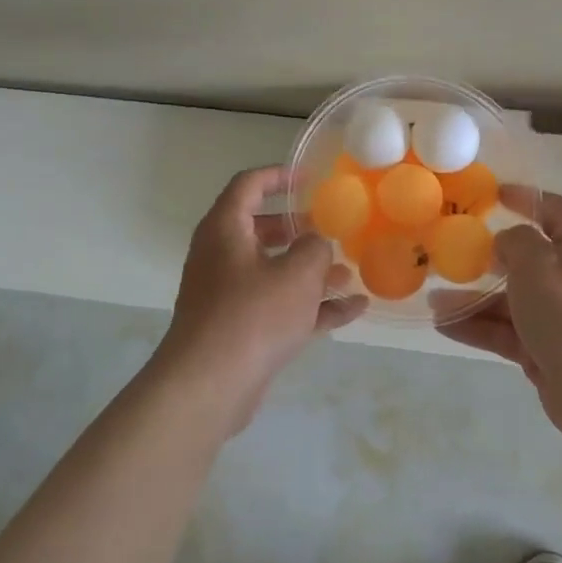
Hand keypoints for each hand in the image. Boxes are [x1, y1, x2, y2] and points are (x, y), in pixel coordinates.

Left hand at [156, 166, 367, 429]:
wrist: (209, 386)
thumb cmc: (253, 315)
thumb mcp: (297, 273)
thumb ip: (315, 248)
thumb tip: (316, 244)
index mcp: (225, 229)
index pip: (248, 185)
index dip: (278, 176)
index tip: (309, 178)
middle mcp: (221, 257)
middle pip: (260, 229)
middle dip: (297, 229)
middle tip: (328, 228)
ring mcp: (228, 295)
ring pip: (273, 272)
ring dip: (310, 271)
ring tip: (349, 273)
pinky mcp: (239, 329)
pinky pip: (279, 307)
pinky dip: (311, 306)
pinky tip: (352, 310)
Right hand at [431, 187, 561, 449]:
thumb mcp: (540, 263)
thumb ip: (516, 242)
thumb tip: (504, 245)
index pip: (551, 210)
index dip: (523, 198)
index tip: (490, 194)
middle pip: (523, 259)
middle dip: (485, 257)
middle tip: (447, 254)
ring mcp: (559, 317)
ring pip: (508, 299)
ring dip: (472, 299)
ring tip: (433, 300)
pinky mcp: (545, 350)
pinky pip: (505, 331)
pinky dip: (477, 327)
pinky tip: (444, 325)